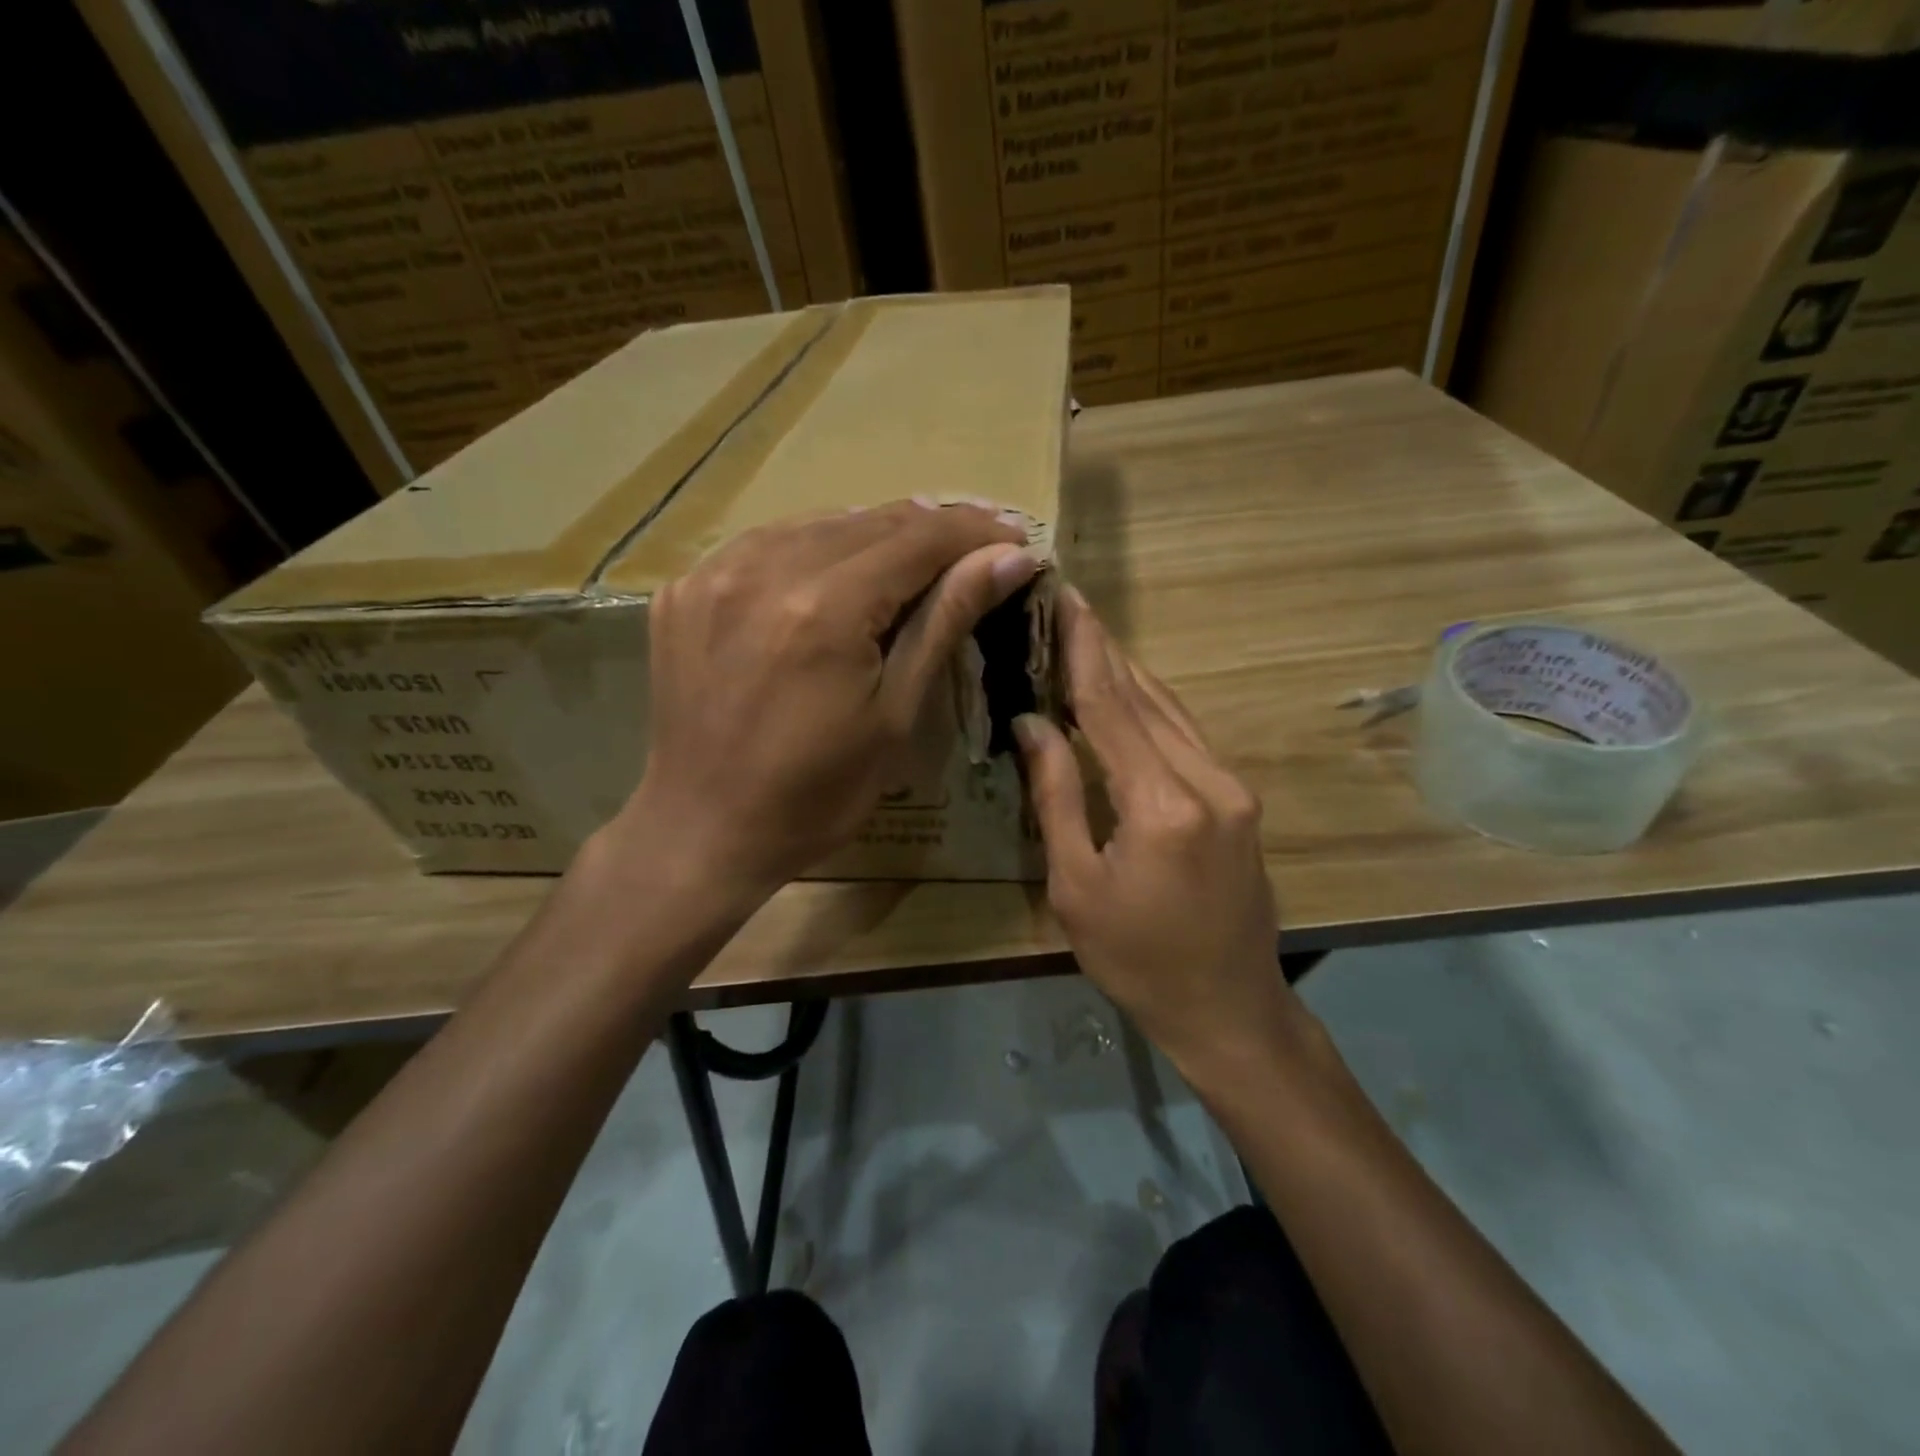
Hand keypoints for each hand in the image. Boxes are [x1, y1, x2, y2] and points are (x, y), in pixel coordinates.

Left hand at [618, 499, 1037, 903]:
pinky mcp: (685, 589)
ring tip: (918, 550)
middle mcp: (764, 569)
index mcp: (825, 608)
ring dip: (874, 531)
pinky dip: (814, 547)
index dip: (973, 531)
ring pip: (817, 523)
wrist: (704, 830)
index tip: (1015, 533)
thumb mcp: (895, 715)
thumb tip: (1008, 558)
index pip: (917, 539)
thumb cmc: (816, 793)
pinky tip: (839, 569)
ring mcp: (714, 574)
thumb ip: (945, 622)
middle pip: (869, 521)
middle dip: (932, 525)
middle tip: (978, 539)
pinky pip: (766, 544)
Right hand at [1014, 589, 1309, 1079]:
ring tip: (1088, 636)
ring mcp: (1233, 788)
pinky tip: (1126, 692)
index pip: (1111, 707)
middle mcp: (1208, 780)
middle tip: (1069, 604)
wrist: (1227, 1008)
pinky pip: (1187, 737)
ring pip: (1171, 711)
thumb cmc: (1136, 958)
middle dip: (1104, 650)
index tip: (1064, 600)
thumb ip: (1057, 796)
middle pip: (1145, 697)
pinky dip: (1151, 708)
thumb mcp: (1076, 885)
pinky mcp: (1240, 800)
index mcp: (1163, 804)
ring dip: (1128, 673)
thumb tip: (1032, 723)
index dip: (1082, 651)